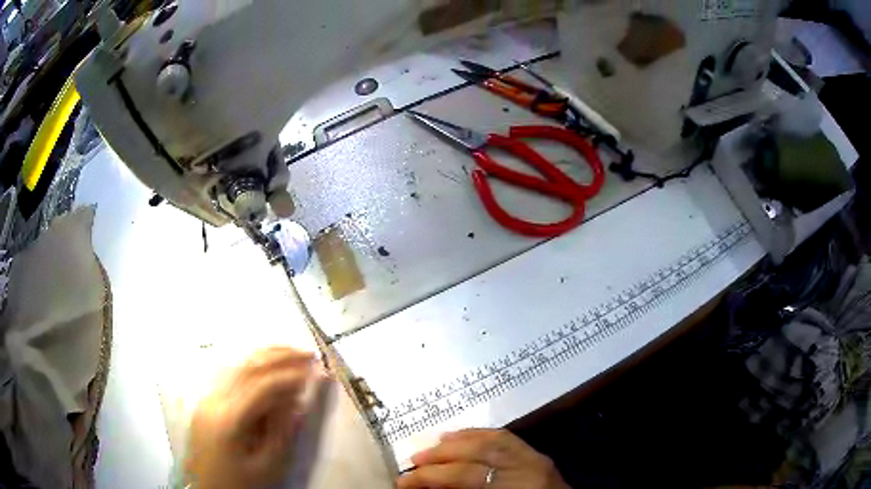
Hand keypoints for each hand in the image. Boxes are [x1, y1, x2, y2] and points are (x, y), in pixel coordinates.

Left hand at [184, 347, 325, 488]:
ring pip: (235, 364)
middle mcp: (213, 400)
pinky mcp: (205, 401)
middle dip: (279, 356)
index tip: (316, 371)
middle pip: (247, 367)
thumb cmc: (241, 483)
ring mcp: (206, 398)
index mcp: (229, 419)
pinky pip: (228, 374)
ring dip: (264, 355)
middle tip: (308, 353)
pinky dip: (249, 364)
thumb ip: (283, 430)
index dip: (291, 376)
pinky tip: (263, 363)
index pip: (262, 386)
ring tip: (289, 352)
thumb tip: (299, 399)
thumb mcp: (268, 465)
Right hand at [397, 428, 569, 488]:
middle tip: (413, 462)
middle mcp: (529, 469)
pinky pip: (506, 437)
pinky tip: (459, 436)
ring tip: (431, 447)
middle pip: (479, 454)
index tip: (403, 482)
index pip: (466, 478)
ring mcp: (537, 459)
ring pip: (493, 439)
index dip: (430, 478)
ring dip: (457, 441)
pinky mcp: (538, 455)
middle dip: (440, 457)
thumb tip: (427, 488)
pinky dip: (479, 434)